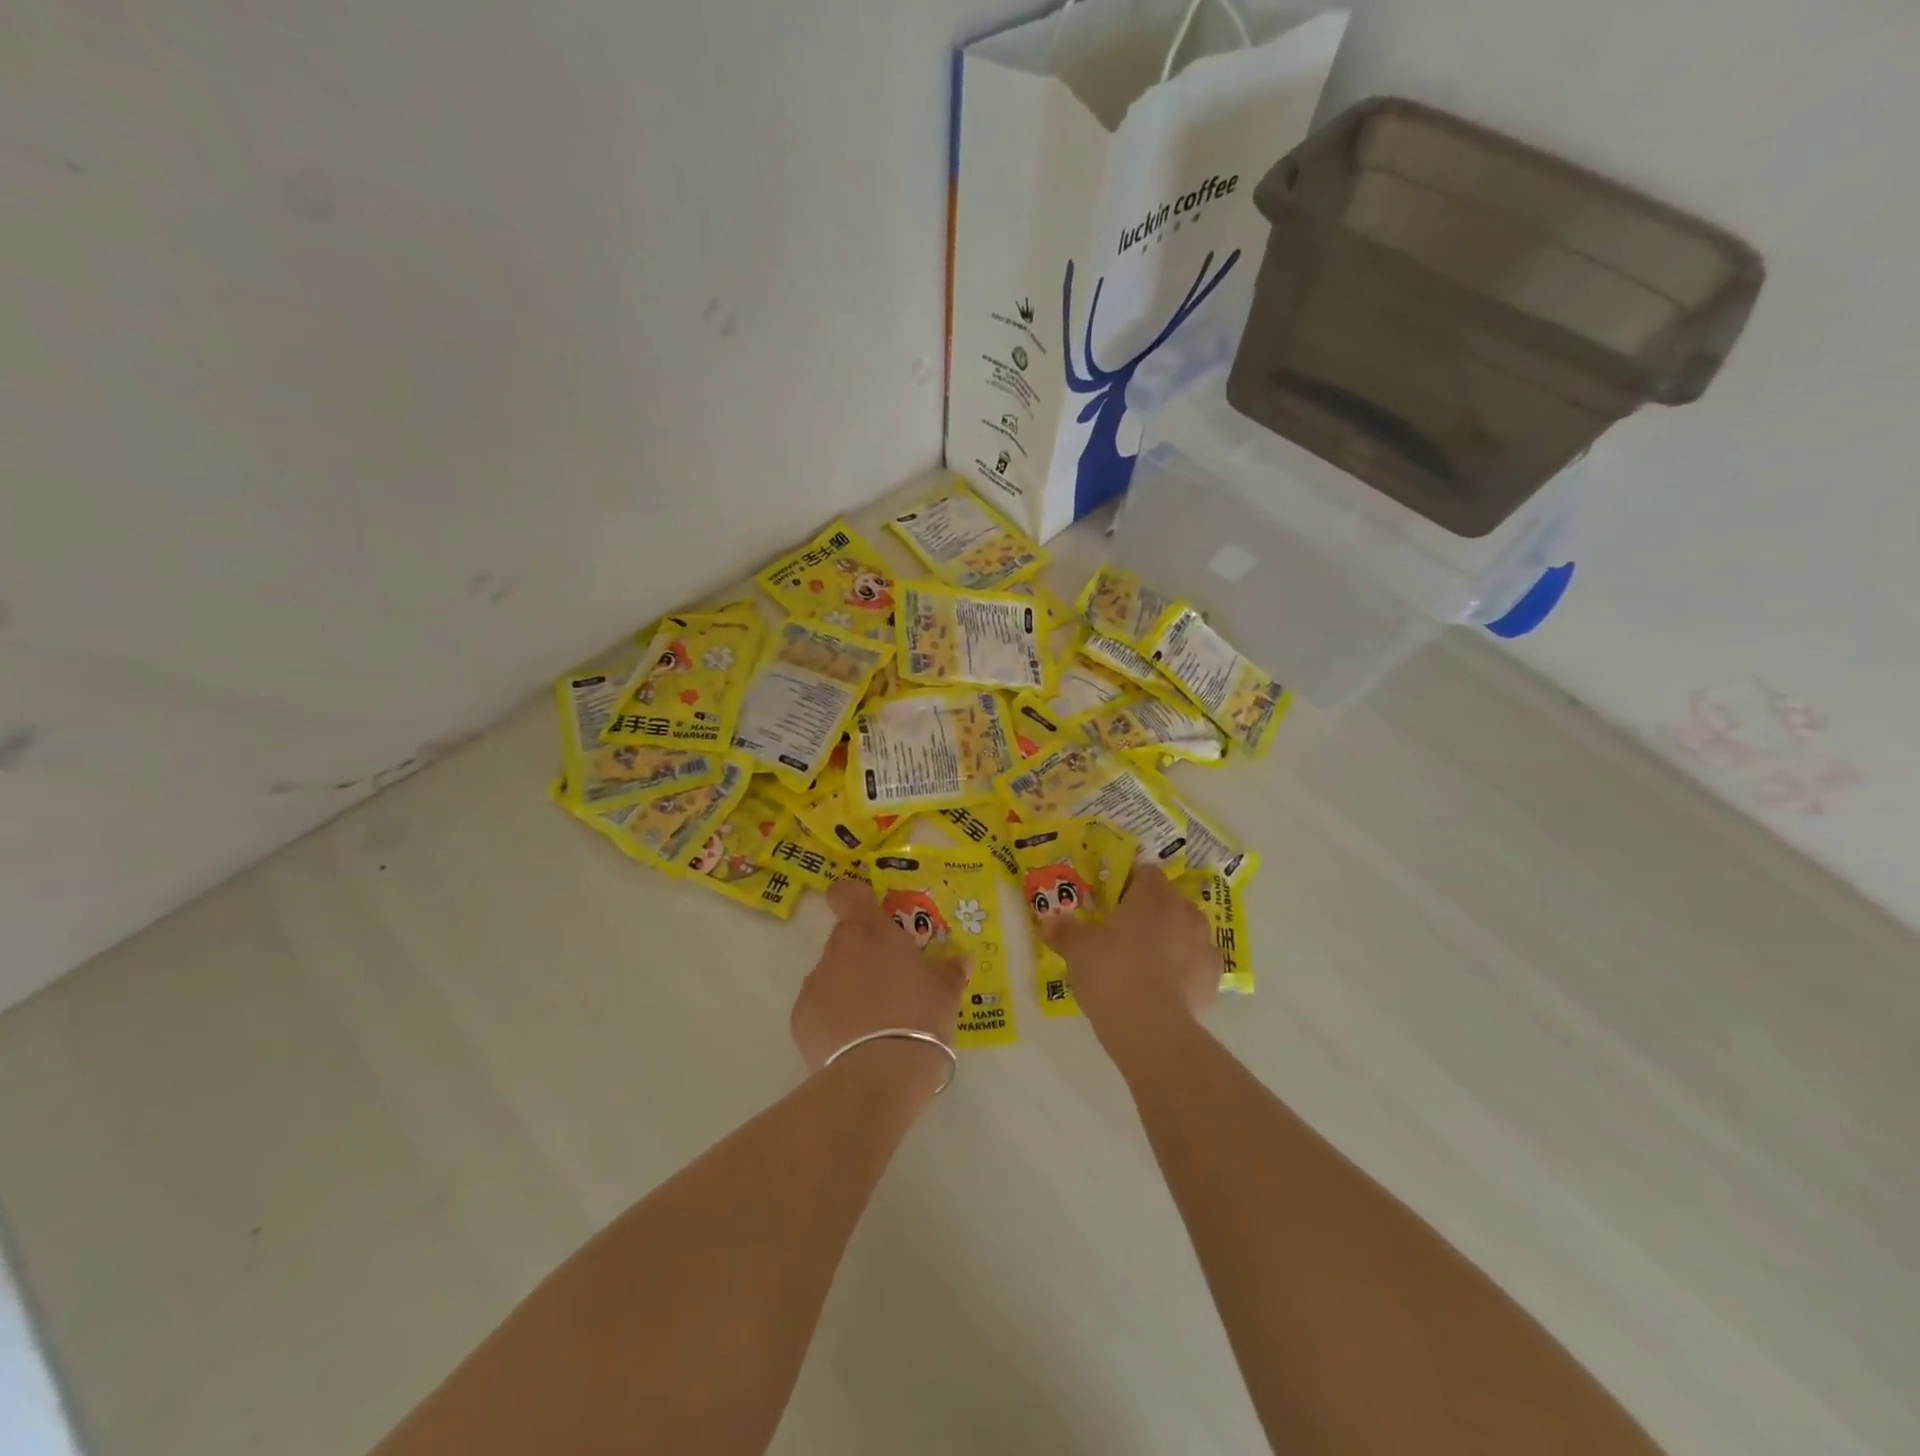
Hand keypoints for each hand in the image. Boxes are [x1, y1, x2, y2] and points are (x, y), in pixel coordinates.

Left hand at [791, 880, 969, 1086]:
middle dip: (863, 955)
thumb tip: (961, 959)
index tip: (866, 913)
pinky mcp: (800, 1018)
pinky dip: (832, 1018)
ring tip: (872, 1021)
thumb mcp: (946, 994)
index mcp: (872, 932)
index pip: (847, 893)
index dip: (853, 898)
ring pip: (831, 974)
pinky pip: (818, 1008)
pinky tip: (853, 1043)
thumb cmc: (919, 1019)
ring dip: (847, 987)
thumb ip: (950, 971)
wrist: (880, 1074)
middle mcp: (838, 949)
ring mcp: (815, 982)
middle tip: (888, 982)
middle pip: (845, 939)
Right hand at [1039, 866, 1219, 1055]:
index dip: (1130, 882)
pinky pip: (1199, 962)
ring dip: (1174, 936)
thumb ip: (1064, 930)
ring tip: (1149, 957)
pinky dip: (1187, 967)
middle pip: (1170, 900)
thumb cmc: (1110, 970)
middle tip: (1127, 930)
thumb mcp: (1077, 948)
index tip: (1113, 900)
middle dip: (1153, 910)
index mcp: (1152, 895)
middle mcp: (1183, 912)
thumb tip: (1048, 920)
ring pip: (1189, 929)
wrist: (1148, 1025)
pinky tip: (1168, 983)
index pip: (1146, 872)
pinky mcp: (1213, 977)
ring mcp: (1204, 944)